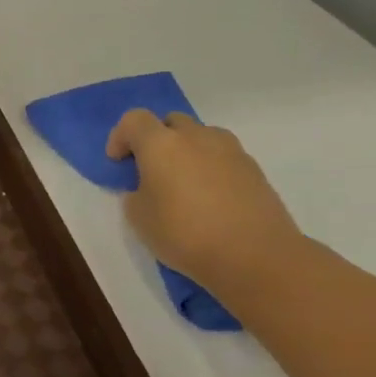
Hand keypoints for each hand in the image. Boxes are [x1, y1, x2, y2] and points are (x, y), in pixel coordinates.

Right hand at [104, 109, 303, 296]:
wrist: (256, 257)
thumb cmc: (185, 234)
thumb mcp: (139, 218)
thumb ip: (136, 193)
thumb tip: (148, 188)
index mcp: (161, 144)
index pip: (133, 119)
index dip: (120, 137)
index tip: (118, 163)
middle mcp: (196, 137)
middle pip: (171, 122)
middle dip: (157, 139)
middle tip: (152, 170)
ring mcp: (230, 150)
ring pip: (201, 136)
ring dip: (188, 150)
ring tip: (185, 183)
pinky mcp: (255, 169)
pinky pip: (224, 156)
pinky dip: (212, 167)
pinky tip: (212, 199)